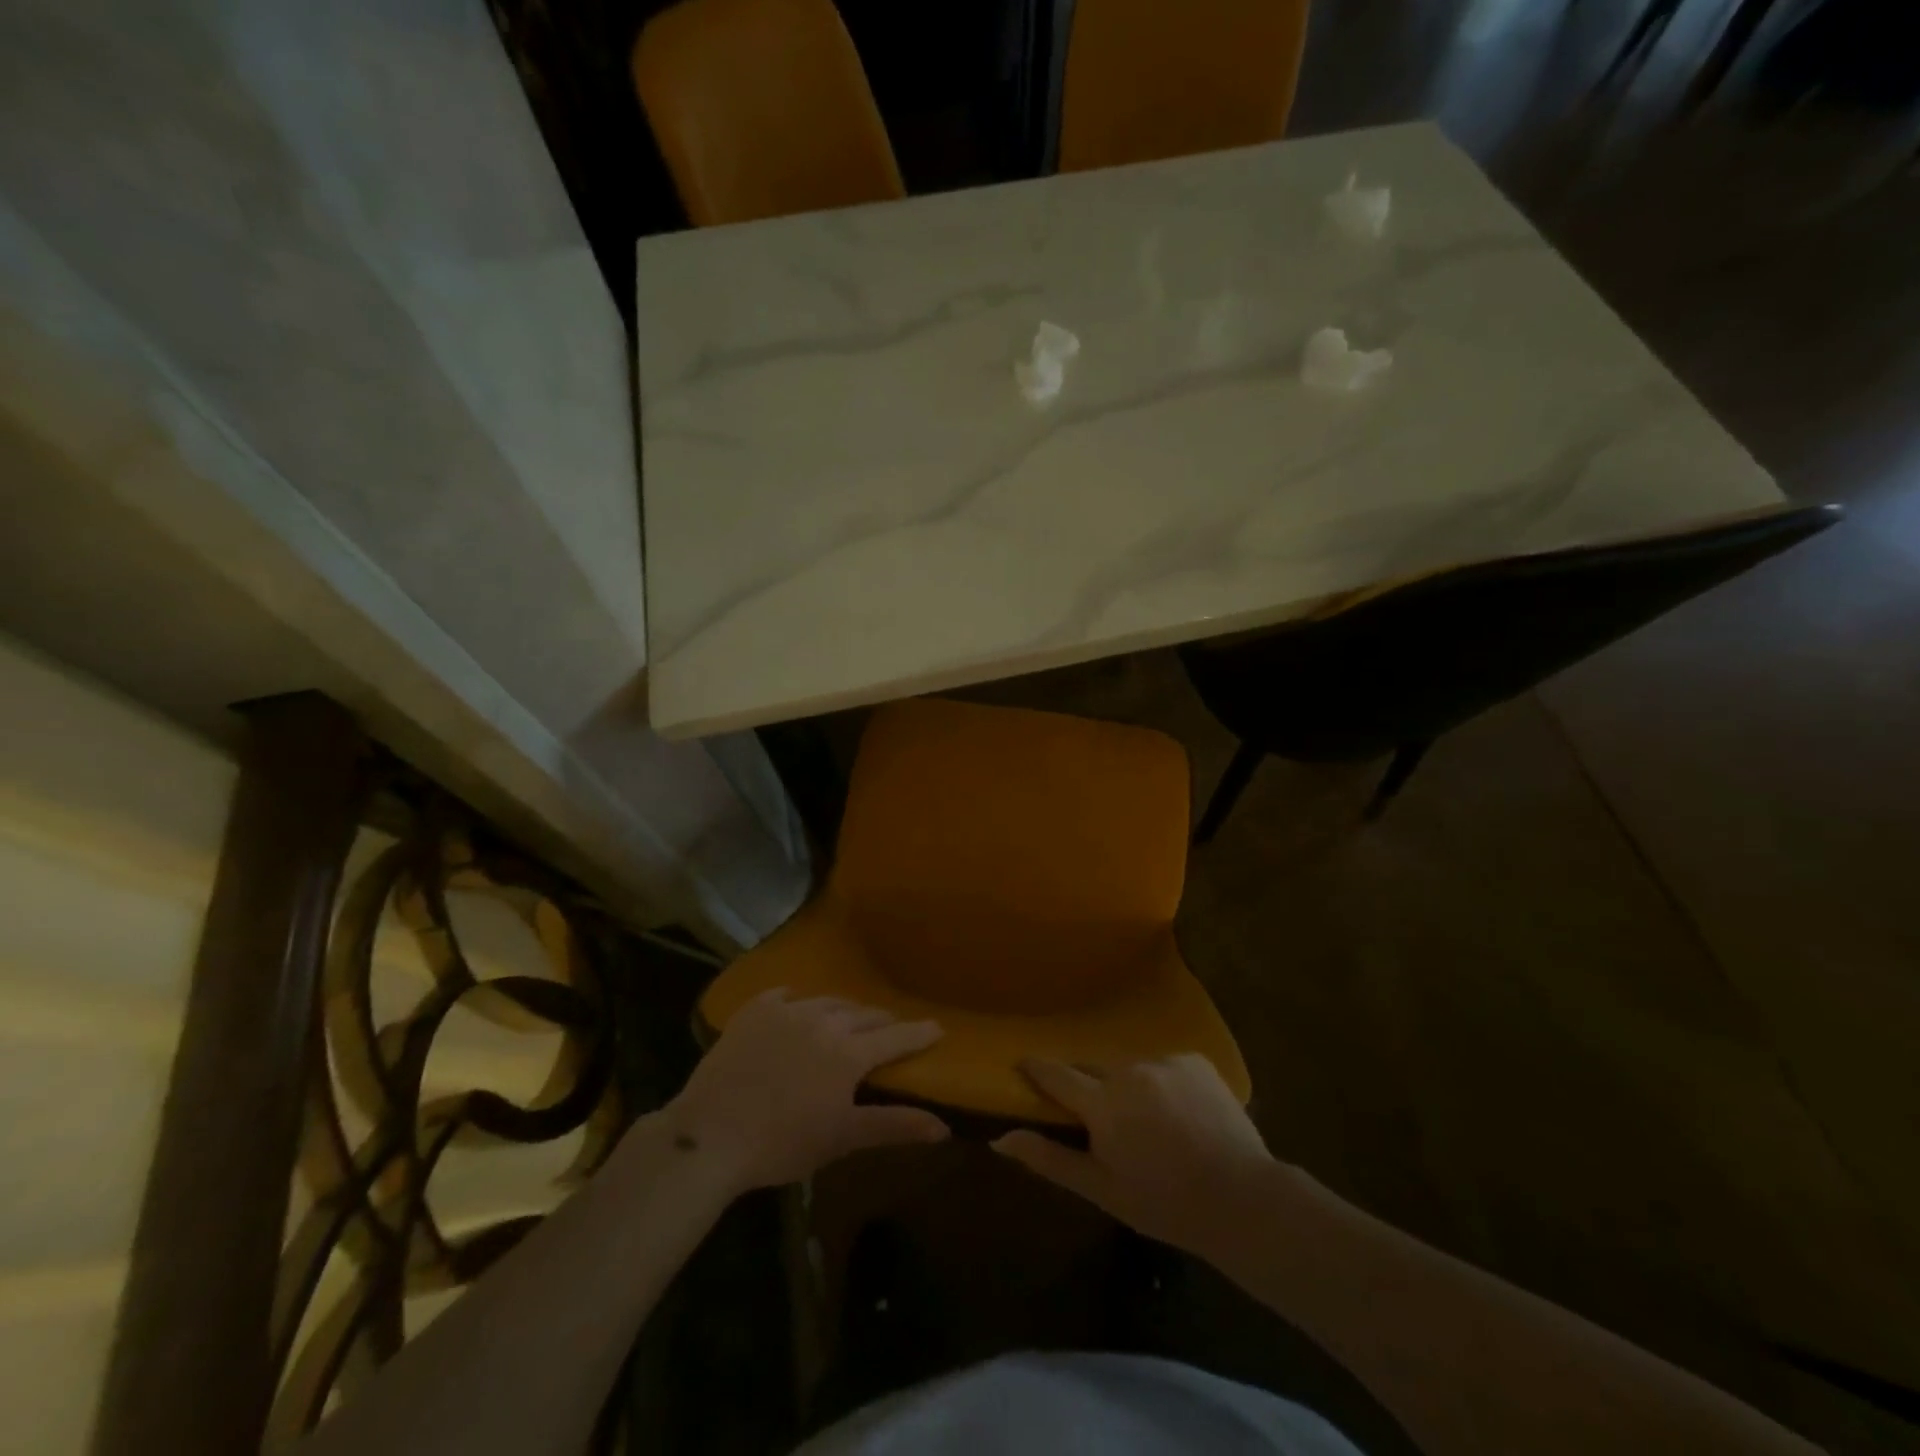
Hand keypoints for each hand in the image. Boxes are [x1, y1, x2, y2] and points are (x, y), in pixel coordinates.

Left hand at [669, 989, 947, 1191]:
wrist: (710, 1135)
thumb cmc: (783, 1143)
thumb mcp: (842, 1138)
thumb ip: (894, 1126)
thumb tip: (943, 1127)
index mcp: (849, 1053)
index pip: (895, 1037)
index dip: (918, 1033)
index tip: (937, 1028)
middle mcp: (824, 1021)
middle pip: (864, 1014)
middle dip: (882, 1022)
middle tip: (890, 1030)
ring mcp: (787, 1010)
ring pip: (828, 1001)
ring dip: (845, 1011)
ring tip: (848, 1021)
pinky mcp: (755, 1010)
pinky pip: (786, 995)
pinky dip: (800, 1001)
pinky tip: (798, 1007)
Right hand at [991, 1054, 1274, 1250]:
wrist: (1244, 1199)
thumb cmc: (1165, 1203)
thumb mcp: (1102, 1190)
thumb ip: (1050, 1159)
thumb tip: (1000, 1139)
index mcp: (1103, 1102)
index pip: (1056, 1074)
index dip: (1036, 1068)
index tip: (1022, 1064)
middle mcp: (1129, 1069)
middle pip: (1094, 1068)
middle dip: (1090, 1087)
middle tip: (1099, 1117)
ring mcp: (1165, 1060)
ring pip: (1131, 1067)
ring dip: (1129, 1086)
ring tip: (1149, 1123)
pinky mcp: (1195, 1059)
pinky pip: (1164, 1065)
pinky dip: (1162, 1083)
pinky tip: (1180, 1114)